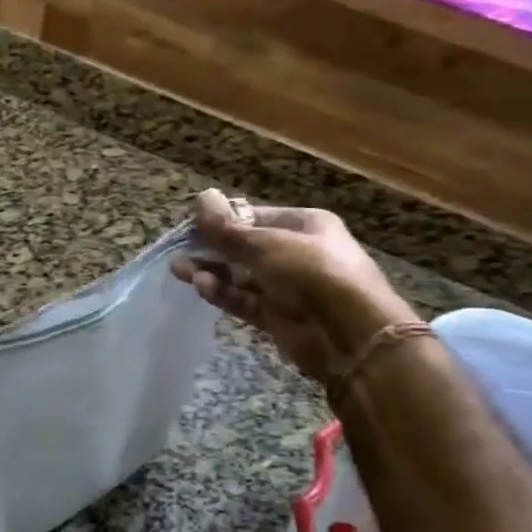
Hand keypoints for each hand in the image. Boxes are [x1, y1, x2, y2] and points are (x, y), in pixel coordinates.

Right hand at [171, 188, 417, 384]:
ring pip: (241, 275)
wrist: (352, 335)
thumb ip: (229, 228)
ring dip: (212, 271)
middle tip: (179, 249)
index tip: (191, 225)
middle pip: (245, 246)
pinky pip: (245, 300)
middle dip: (212, 247)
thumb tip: (202, 196)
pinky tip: (201, 286)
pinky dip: (223, 293)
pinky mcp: (278, 316)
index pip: (254, 216)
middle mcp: (296, 252)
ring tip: (179, 270)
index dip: (222, 220)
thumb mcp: (266, 245)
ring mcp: (288, 287)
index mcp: (303, 225)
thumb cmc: (312, 273)